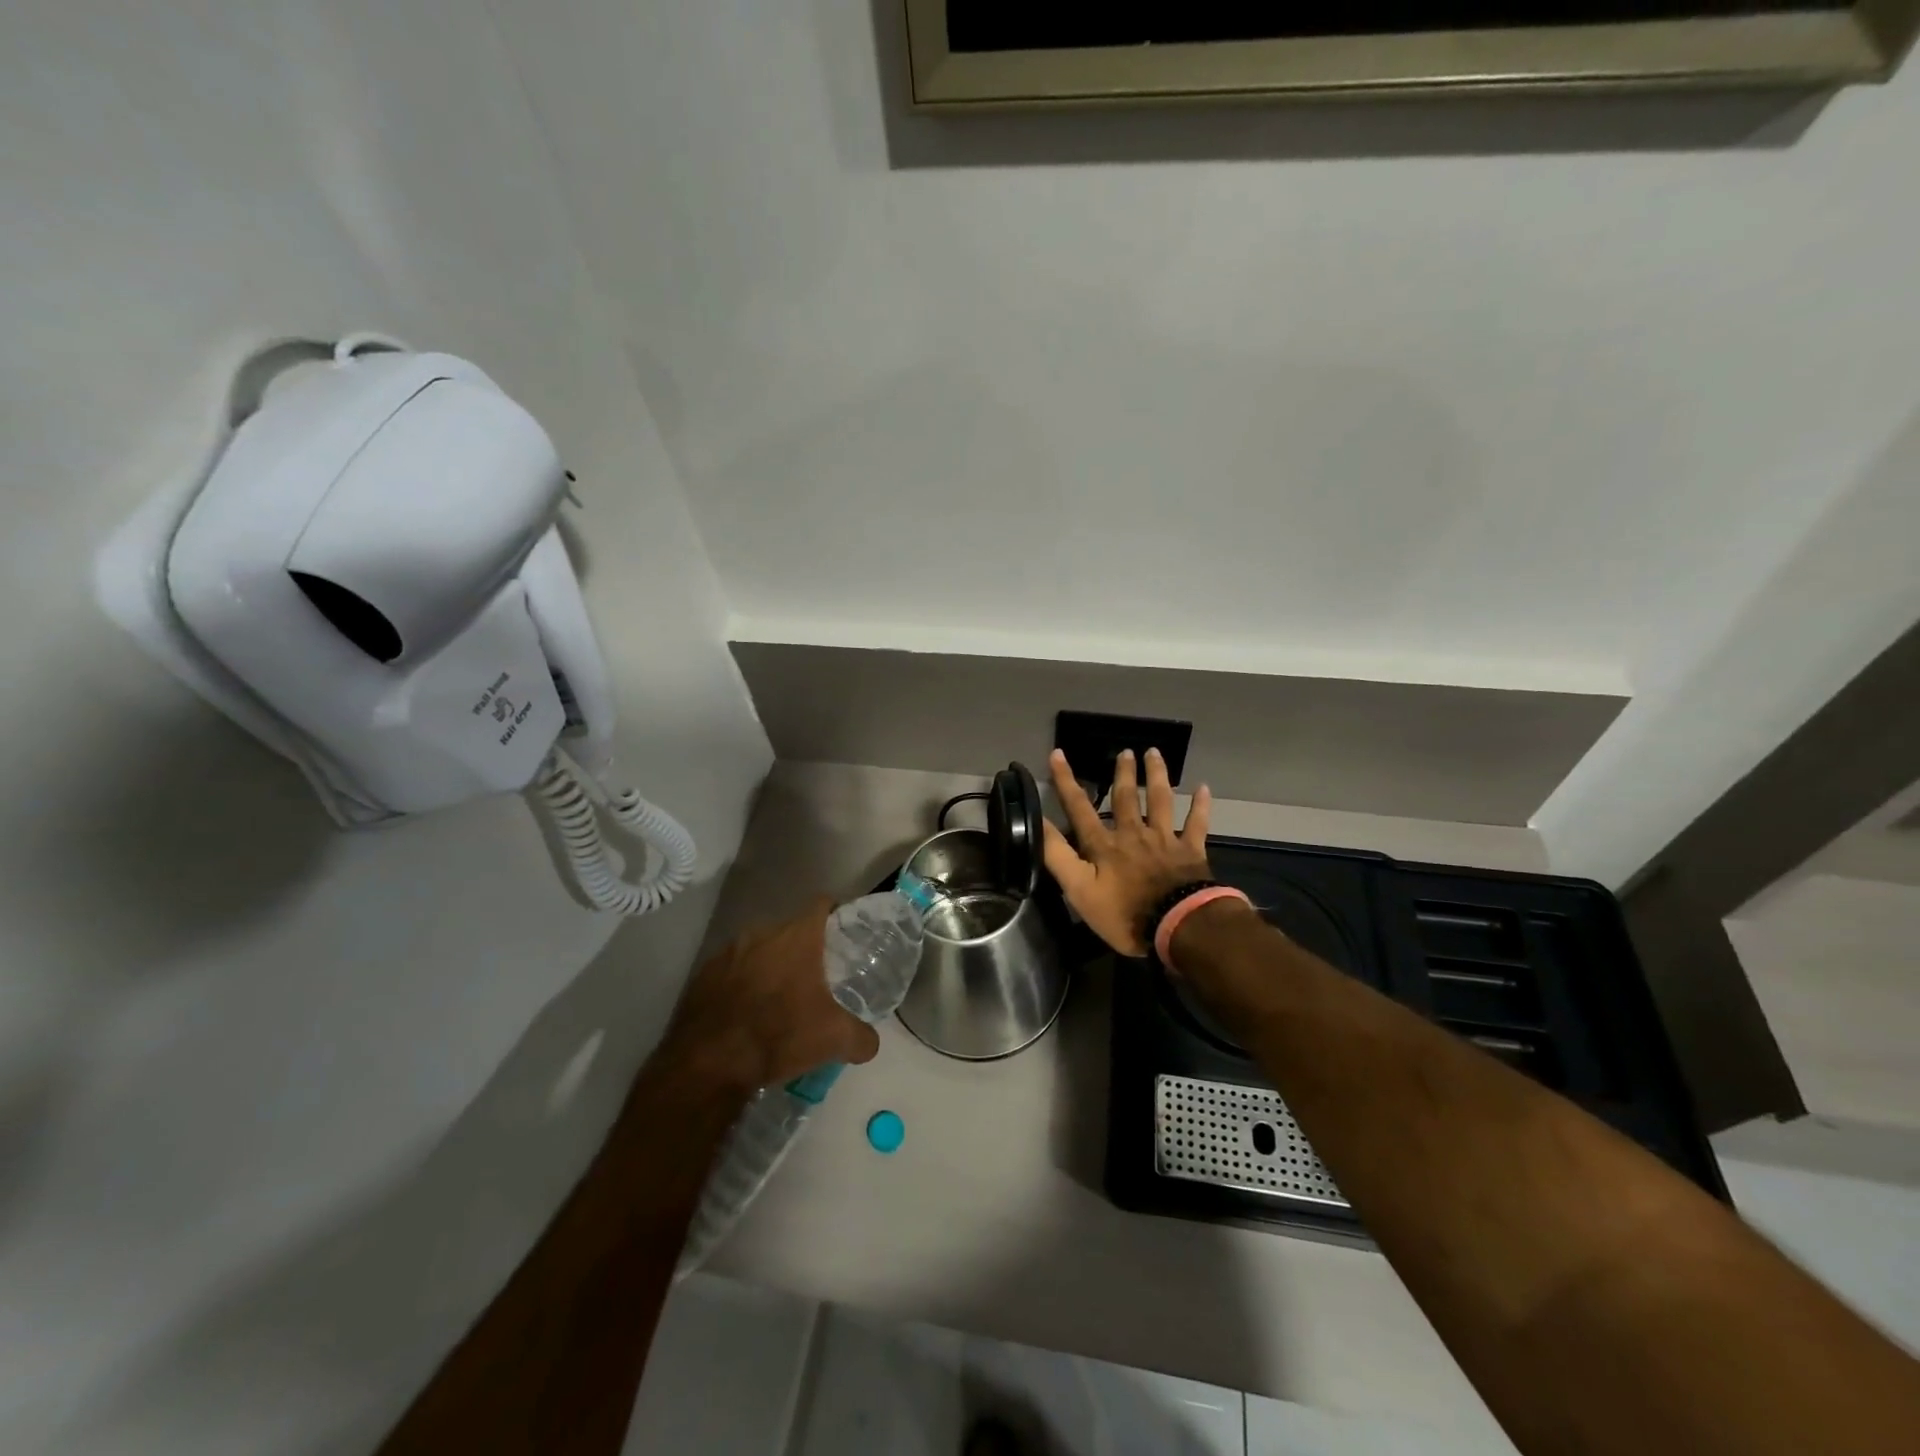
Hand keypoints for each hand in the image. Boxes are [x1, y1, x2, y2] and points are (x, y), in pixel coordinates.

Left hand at [658, 897, 880, 1093]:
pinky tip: (745, 1014)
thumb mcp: (834, 1039)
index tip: (843, 932)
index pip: (822, 903)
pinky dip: (740, 985)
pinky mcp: (702, 976)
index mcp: (797, 937)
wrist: (709, 1063)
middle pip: (789, 930)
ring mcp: (727, 953)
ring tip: (777, 998)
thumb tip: (870, 1043)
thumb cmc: (779, 1035)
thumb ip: (861, 1037)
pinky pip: (730, 971)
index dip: (835, 912)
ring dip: (768, 966)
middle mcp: (761, 933)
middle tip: (815, 977)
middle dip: (802, 949)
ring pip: (757, 950)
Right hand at [1042, 747, 1213, 957]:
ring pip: (1160, 801)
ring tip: (1154, 753)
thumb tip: (1038, 822)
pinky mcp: (1191, 852)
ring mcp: (1164, 840)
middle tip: (1125, 751)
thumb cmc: (1125, 913)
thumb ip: (1058, 856)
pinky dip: (1200, 806)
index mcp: (1104, 845)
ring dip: (1156, 776)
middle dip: (1122, 773)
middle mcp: (1133, 834)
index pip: (1079, 808)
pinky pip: (1196, 824)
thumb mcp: (1079, 890)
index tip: (1058, 754)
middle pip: (1126, 798)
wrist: (1179, 925)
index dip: (1066, 781)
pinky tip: (1203, 788)